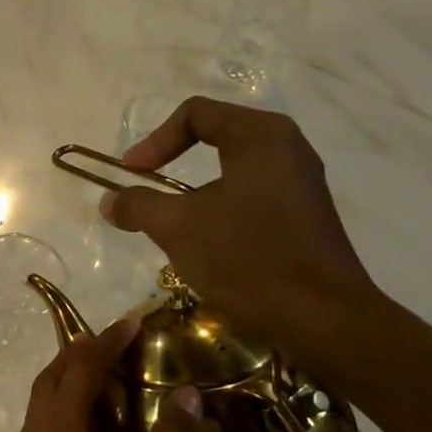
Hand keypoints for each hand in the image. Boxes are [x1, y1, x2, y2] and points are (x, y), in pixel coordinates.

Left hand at [0, 315, 201, 431]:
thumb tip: (188, 394)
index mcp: (59, 428)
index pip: (83, 366)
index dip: (108, 339)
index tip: (134, 320)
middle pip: (53, 376)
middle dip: (82, 352)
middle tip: (118, 342)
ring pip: (43, 403)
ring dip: (71, 382)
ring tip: (109, 381)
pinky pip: (44, 430)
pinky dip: (66, 413)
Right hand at [102, 96, 385, 380]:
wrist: (322, 317)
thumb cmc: (247, 258)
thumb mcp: (178, 228)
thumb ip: (138, 205)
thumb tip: (109, 201)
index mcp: (260, 135)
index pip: (195, 114)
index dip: (153, 141)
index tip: (131, 174)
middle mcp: (287, 147)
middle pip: (216, 136)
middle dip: (174, 160)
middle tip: (147, 188)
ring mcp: (302, 181)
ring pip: (234, 168)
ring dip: (195, 190)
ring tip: (172, 220)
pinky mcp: (306, 213)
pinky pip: (253, 193)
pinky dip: (222, 206)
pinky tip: (209, 242)